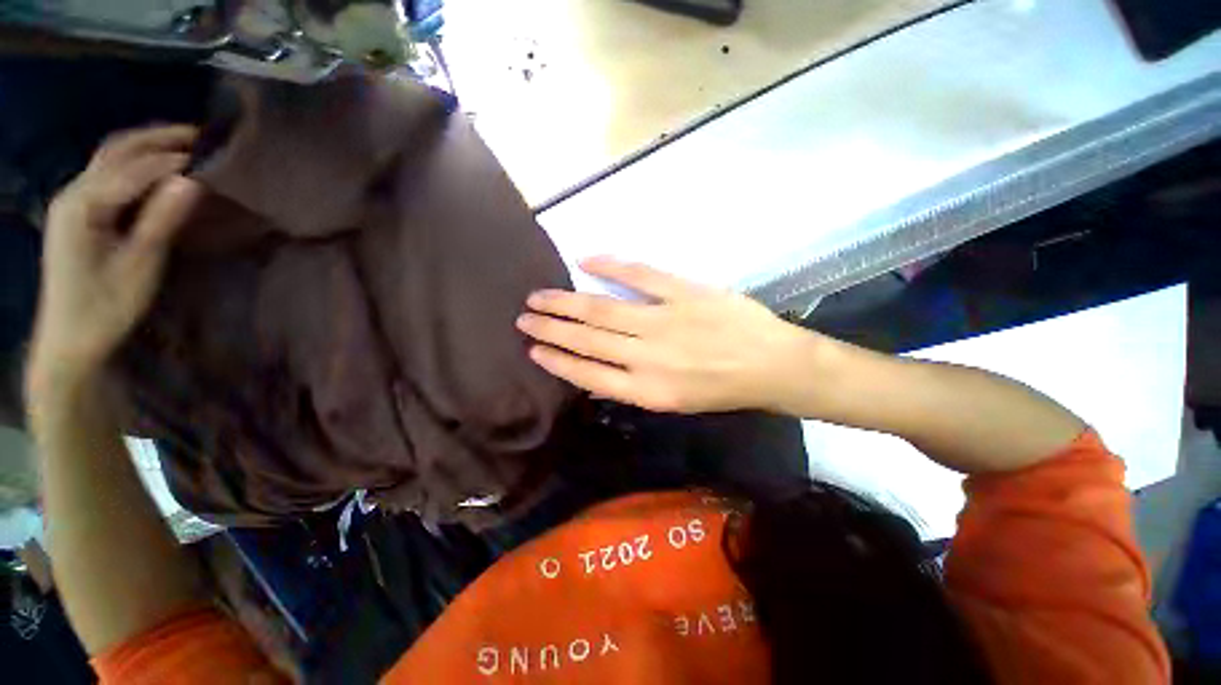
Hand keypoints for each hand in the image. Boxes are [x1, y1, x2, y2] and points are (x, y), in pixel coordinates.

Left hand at [31, 126, 202, 380]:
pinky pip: (108, 172)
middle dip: (160, 138)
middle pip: (118, 150)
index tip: (217, 156)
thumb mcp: (139, 265)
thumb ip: (162, 219)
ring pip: (111, 156)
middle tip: (203, 135)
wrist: (68, 338)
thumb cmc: (105, 306)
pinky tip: (157, 165)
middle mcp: (73, 191)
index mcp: (84, 204)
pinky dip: (136, 160)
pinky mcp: (78, 211)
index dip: (177, 160)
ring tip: (185, 142)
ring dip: (147, 143)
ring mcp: (72, 199)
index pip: (137, 169)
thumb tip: (192, 182)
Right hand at [517, 257, 813, 412]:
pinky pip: (639, 275)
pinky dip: (609, 265)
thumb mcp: (674, 401)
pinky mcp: (683, 293)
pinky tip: (585, 261)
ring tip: (539, 295)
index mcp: (647, 390)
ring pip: (602, 308)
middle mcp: (648, 357)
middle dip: (550, 328)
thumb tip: (597, 368)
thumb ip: (634, 385)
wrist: (772, 365)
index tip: (533, 349)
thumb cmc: (722, 389)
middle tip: (523, 317)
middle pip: (587, 339)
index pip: (588, 374)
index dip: (557, 360)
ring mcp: (664, 321)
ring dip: (566, 301)